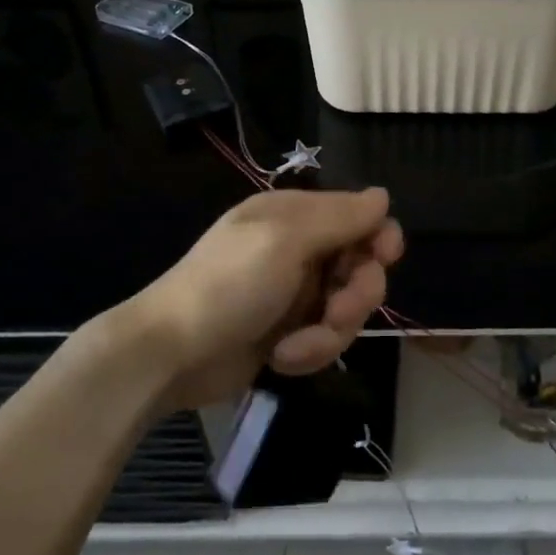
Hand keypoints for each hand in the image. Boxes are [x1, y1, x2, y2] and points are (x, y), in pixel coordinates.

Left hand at [128, 188, 404, 410]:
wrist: (172, 354)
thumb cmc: (229, 285)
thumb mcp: (285, 240)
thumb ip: (339, 217)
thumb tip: (383, 196)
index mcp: (294, 216)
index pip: (359, 216)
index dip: (379, 237)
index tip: (383, 258)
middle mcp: (299, 249)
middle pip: (361, 266)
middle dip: (356, 295)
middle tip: (335, 313)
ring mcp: (295, 294)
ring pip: (348, 308)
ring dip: (329, 332)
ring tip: (295, 348)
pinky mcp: (290, 333)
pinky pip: (326, 338)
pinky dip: (310, 351)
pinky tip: (281, 359)